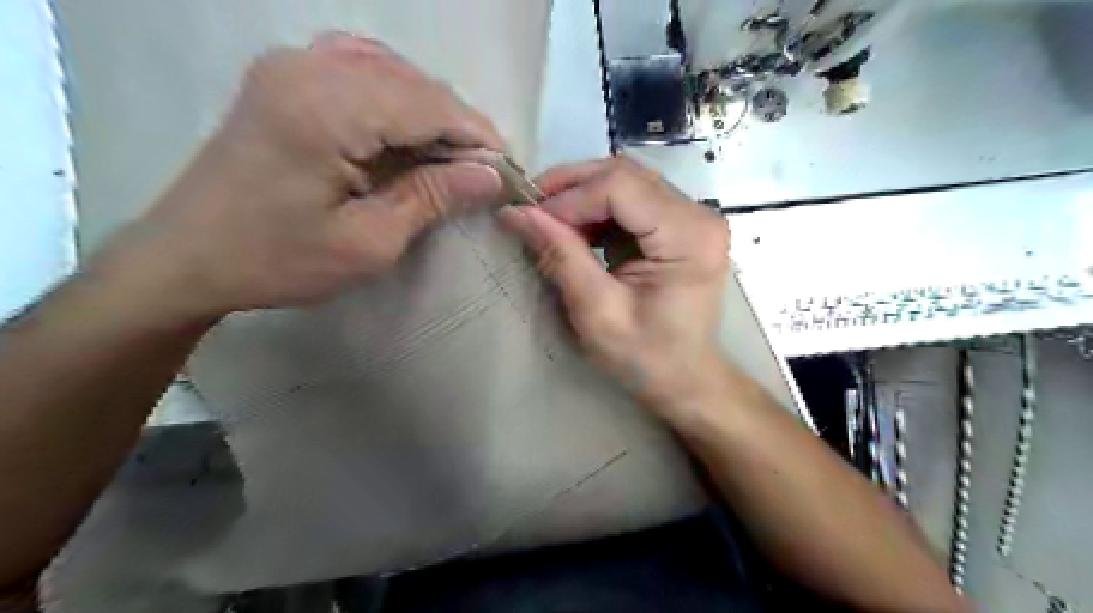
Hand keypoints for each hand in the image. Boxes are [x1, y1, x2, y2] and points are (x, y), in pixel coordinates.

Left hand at [94, 32, 502, 322]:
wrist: (188, 257)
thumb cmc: (279, 260)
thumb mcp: (368, 242)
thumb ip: (432, 198)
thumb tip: (491, 175)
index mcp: (327, 110)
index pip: (429, 105)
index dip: (477, 136)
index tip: (507, 170)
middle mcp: (308, 68)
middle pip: (414, 83)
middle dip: (457, 126)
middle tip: (483, 171)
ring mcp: (292, 65)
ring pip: (392, 71)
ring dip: (430, 112)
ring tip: (452, 156)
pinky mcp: (286, 77)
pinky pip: (360, 68)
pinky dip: (397, 96)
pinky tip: (408, 128)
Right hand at [499, 155, 727, 417]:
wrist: (685, 378)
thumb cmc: (646, 357)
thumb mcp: (597, 312)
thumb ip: (560, 256)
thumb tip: (516, 212)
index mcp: (688, 237)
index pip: (621, 186)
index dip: (570, 197)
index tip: (531, 218)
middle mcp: (698, 215)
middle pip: (625, 174)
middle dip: (572, 188)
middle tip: (532, 210)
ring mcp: (693, 216)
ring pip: (626, 181)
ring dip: (582, 195)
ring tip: (550, 222)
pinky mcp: (681, 224)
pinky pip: (632, 198)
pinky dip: (597, 209)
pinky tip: (577, 230)